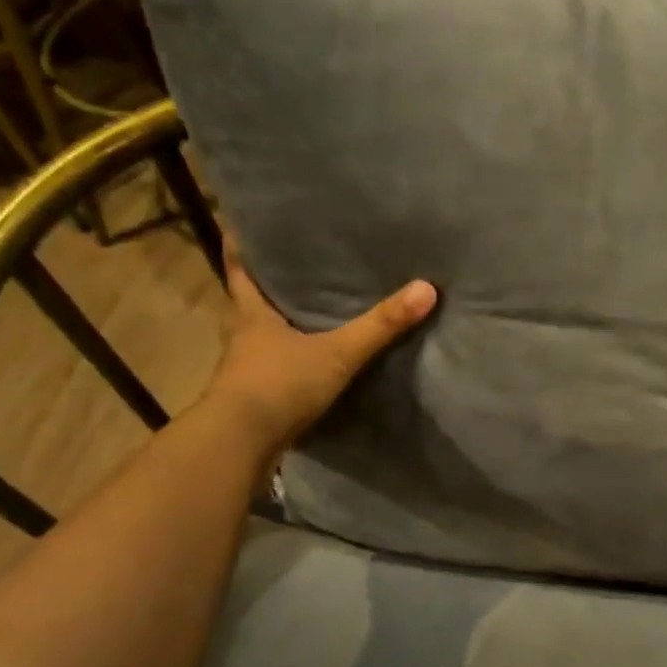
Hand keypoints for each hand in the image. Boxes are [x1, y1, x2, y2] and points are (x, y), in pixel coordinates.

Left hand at [205, 238, 437, 457]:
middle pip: (251, 300)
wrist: (240, 444)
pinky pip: (274, 366)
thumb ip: (380, 325)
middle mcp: (243, 335)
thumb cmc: (279, 385)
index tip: (247, 222)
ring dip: (280, 322)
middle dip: (270, 282)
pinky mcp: (255, 397)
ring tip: (311, 308)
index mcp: (251, 314)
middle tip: (298, 262)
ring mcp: (247, 368)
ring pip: (262, 334)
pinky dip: (289, 358)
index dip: (242, 244)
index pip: (240, 268)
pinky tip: (311, 359)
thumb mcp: (337, 353)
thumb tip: (426, 288)